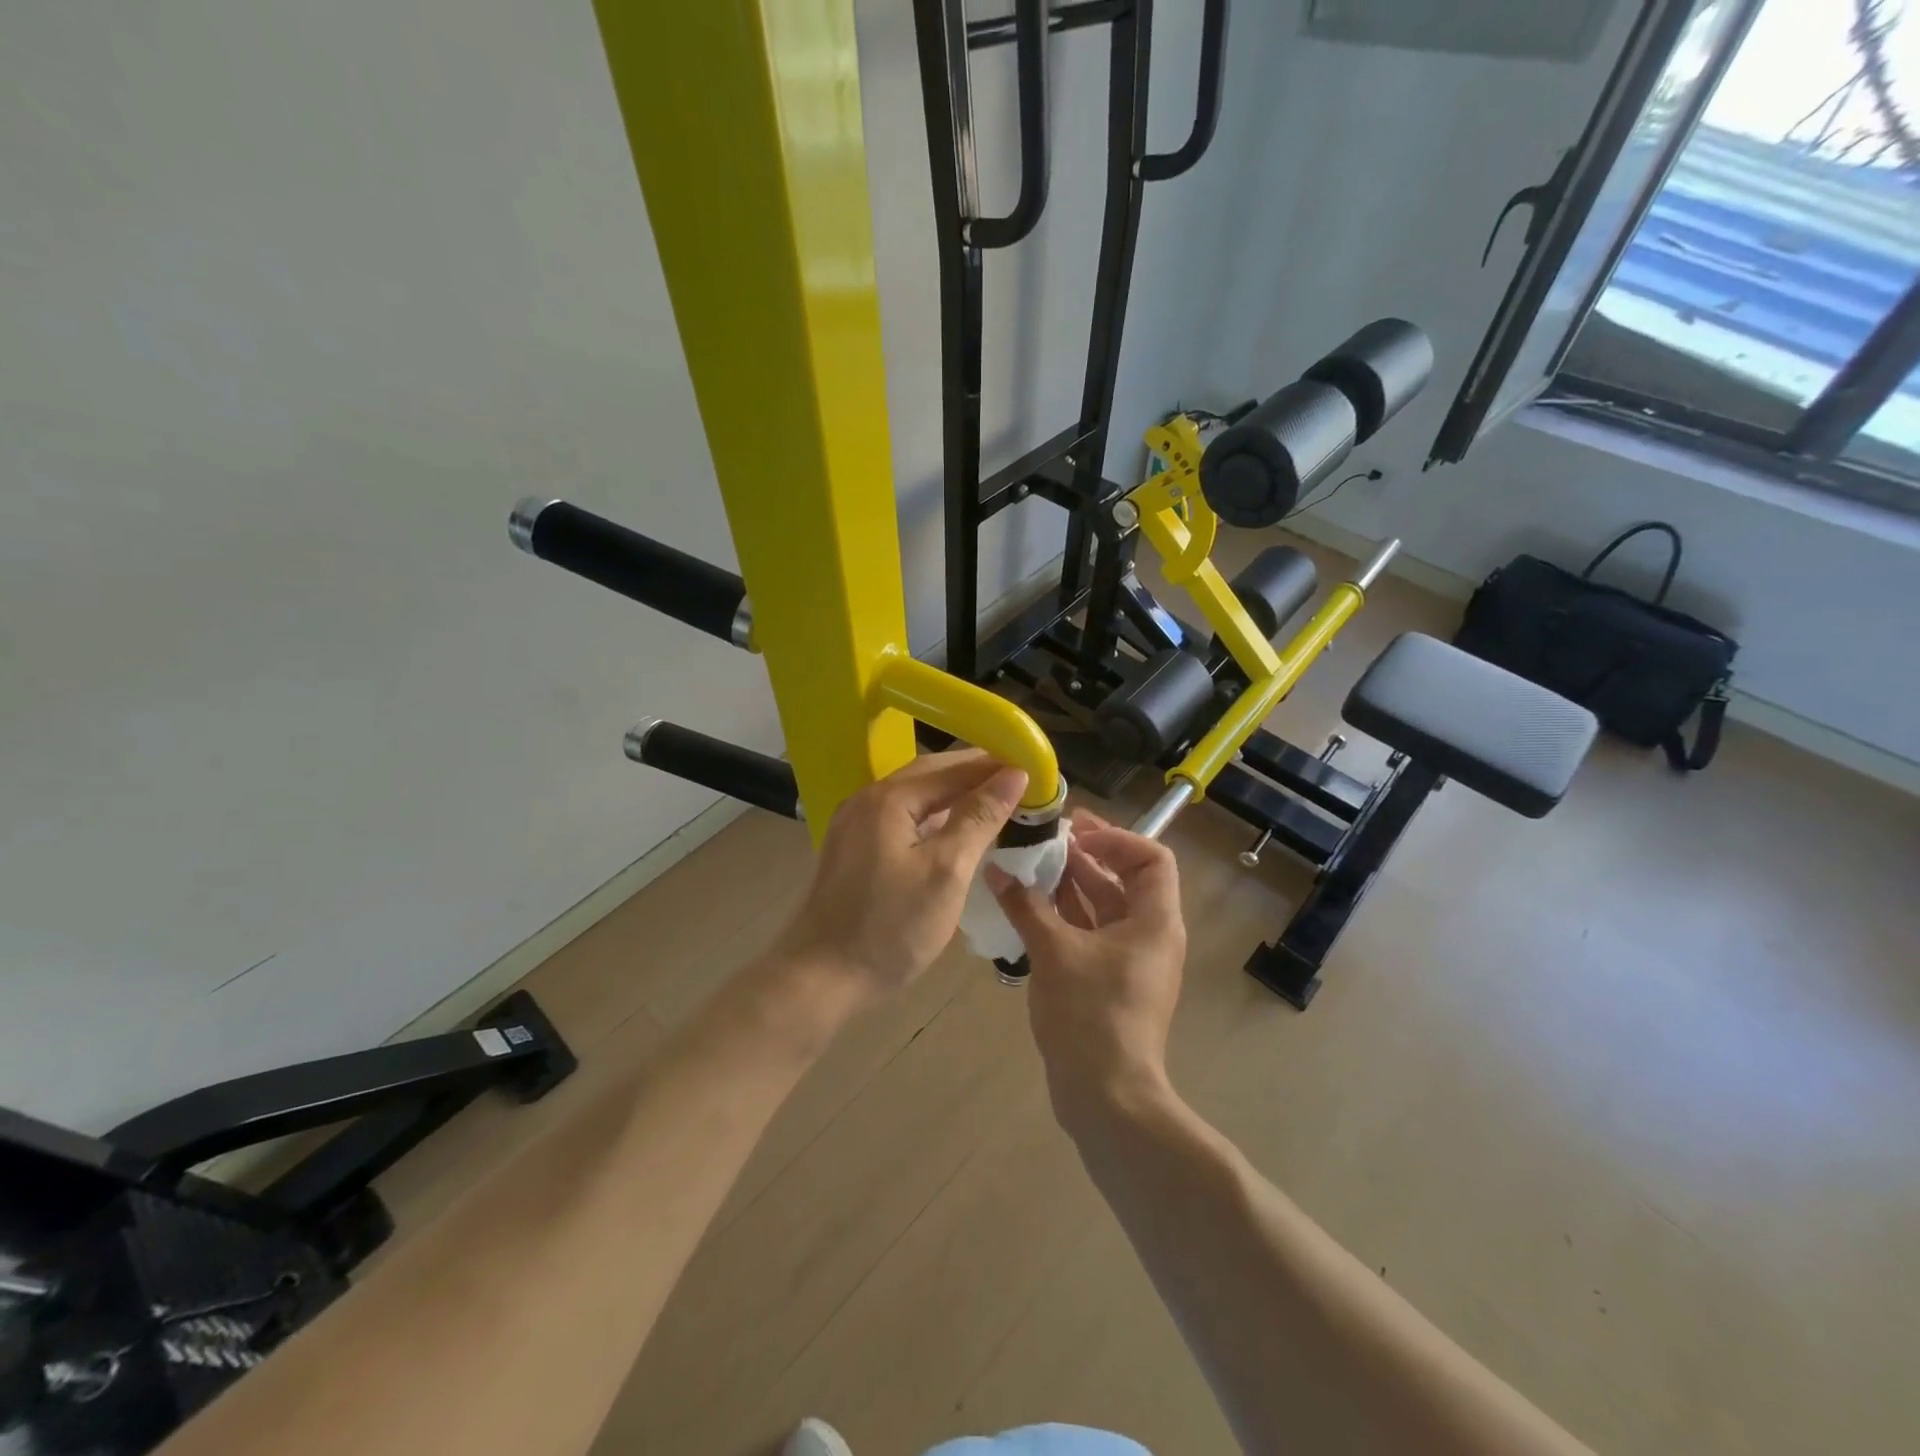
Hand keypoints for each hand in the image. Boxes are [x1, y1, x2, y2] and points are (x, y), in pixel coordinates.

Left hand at [775, 750, 1028, 1005]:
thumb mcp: (947, 871)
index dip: (996, 765)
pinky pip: (901, 816)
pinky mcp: (853, 847)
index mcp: (890, 798)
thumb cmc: (891, 927)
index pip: (954, 767)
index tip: (1036, 768)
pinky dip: (933, 815)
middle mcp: (868, 798)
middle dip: (976, 773)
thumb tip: (1014, 774)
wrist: (821, 978)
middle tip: (1021, 781)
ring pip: (915, 795)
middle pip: (931, 773)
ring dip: (955, 793)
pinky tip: (954, 828)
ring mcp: (855, 823)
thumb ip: (979, 817)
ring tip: (996, 800)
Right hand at [988, 811, 1186, 1128]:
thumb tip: (997, 870)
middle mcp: (1149, 935)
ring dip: (1072, 886)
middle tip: (1045, 839)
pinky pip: (1091, 935)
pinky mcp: (1110, 982)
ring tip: (1031, 867)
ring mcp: (1130, 962)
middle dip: (1086, 857)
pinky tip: (1030, 908)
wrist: (1106, 1096)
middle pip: (1124, 880)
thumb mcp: (1054, 952)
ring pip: (1104, 908)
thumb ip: (1026, 906)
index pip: (1151, 858)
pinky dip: (1065, 917)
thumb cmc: (1090, 1014)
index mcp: (1154, 921)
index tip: (1074, 831)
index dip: (1115, 838)